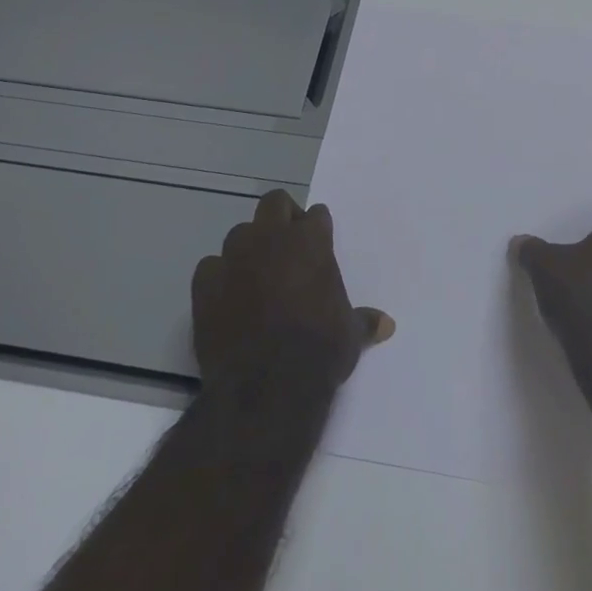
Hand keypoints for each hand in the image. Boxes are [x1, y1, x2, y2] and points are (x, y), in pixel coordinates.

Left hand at [193, 189, 392, 395]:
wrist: (266, 387)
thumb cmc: (319, 351)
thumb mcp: (350, 335)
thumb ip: (364, 321)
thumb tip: (387, 325)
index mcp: (311, 241)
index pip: (316, 215)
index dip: (317, 228)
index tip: (318, 244)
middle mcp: (271, 238)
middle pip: (274, 203)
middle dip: (281, 217)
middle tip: (287, 247)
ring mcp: (234, 258)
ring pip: (240, 233)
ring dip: (248, 247)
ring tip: (256, 276)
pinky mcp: (204, 283)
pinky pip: (211, 267)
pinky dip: (219, 277)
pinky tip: (227, 298)